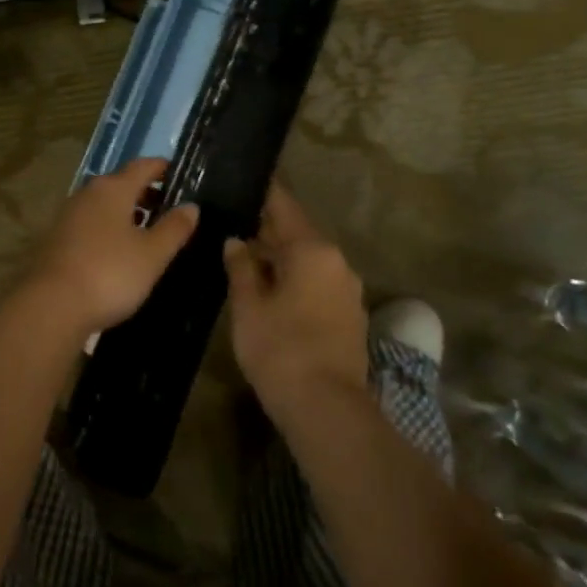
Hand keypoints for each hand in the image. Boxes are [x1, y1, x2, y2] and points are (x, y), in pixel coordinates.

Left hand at [15, 157, 198, 343]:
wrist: (52, 306)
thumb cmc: (110, 274)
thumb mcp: (152, 254)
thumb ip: (174, 228)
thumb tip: (191, 206)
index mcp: (113, 189)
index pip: (143, 166)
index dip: (163, 168)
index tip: (181, 175)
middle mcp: (88, 194)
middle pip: (121, 183)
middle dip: (146, 192)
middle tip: (170, 208)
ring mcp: (69, 215)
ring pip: (104, 204)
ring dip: (127, 211)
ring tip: (148, 230)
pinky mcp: (57, 238)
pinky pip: (91, 222)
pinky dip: (109, 227)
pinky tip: (119, 250)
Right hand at [224, 184, 367, 415]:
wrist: (326, 407)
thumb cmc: (280, 348)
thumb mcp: (248, 305)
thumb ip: (241, 267)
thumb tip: (236, 242)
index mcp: (311, 250)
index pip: (284, 207)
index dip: (264, 193)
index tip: (248, 179)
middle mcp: (336, 262)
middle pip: (298, 234)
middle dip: (268, 230)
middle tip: (236, 222)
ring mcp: (348, 290)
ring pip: (309, 261)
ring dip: (282, 257)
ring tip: (249, 258)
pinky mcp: (350, 316)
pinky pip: (319, 283)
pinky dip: (296, 279)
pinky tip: (273, 291)